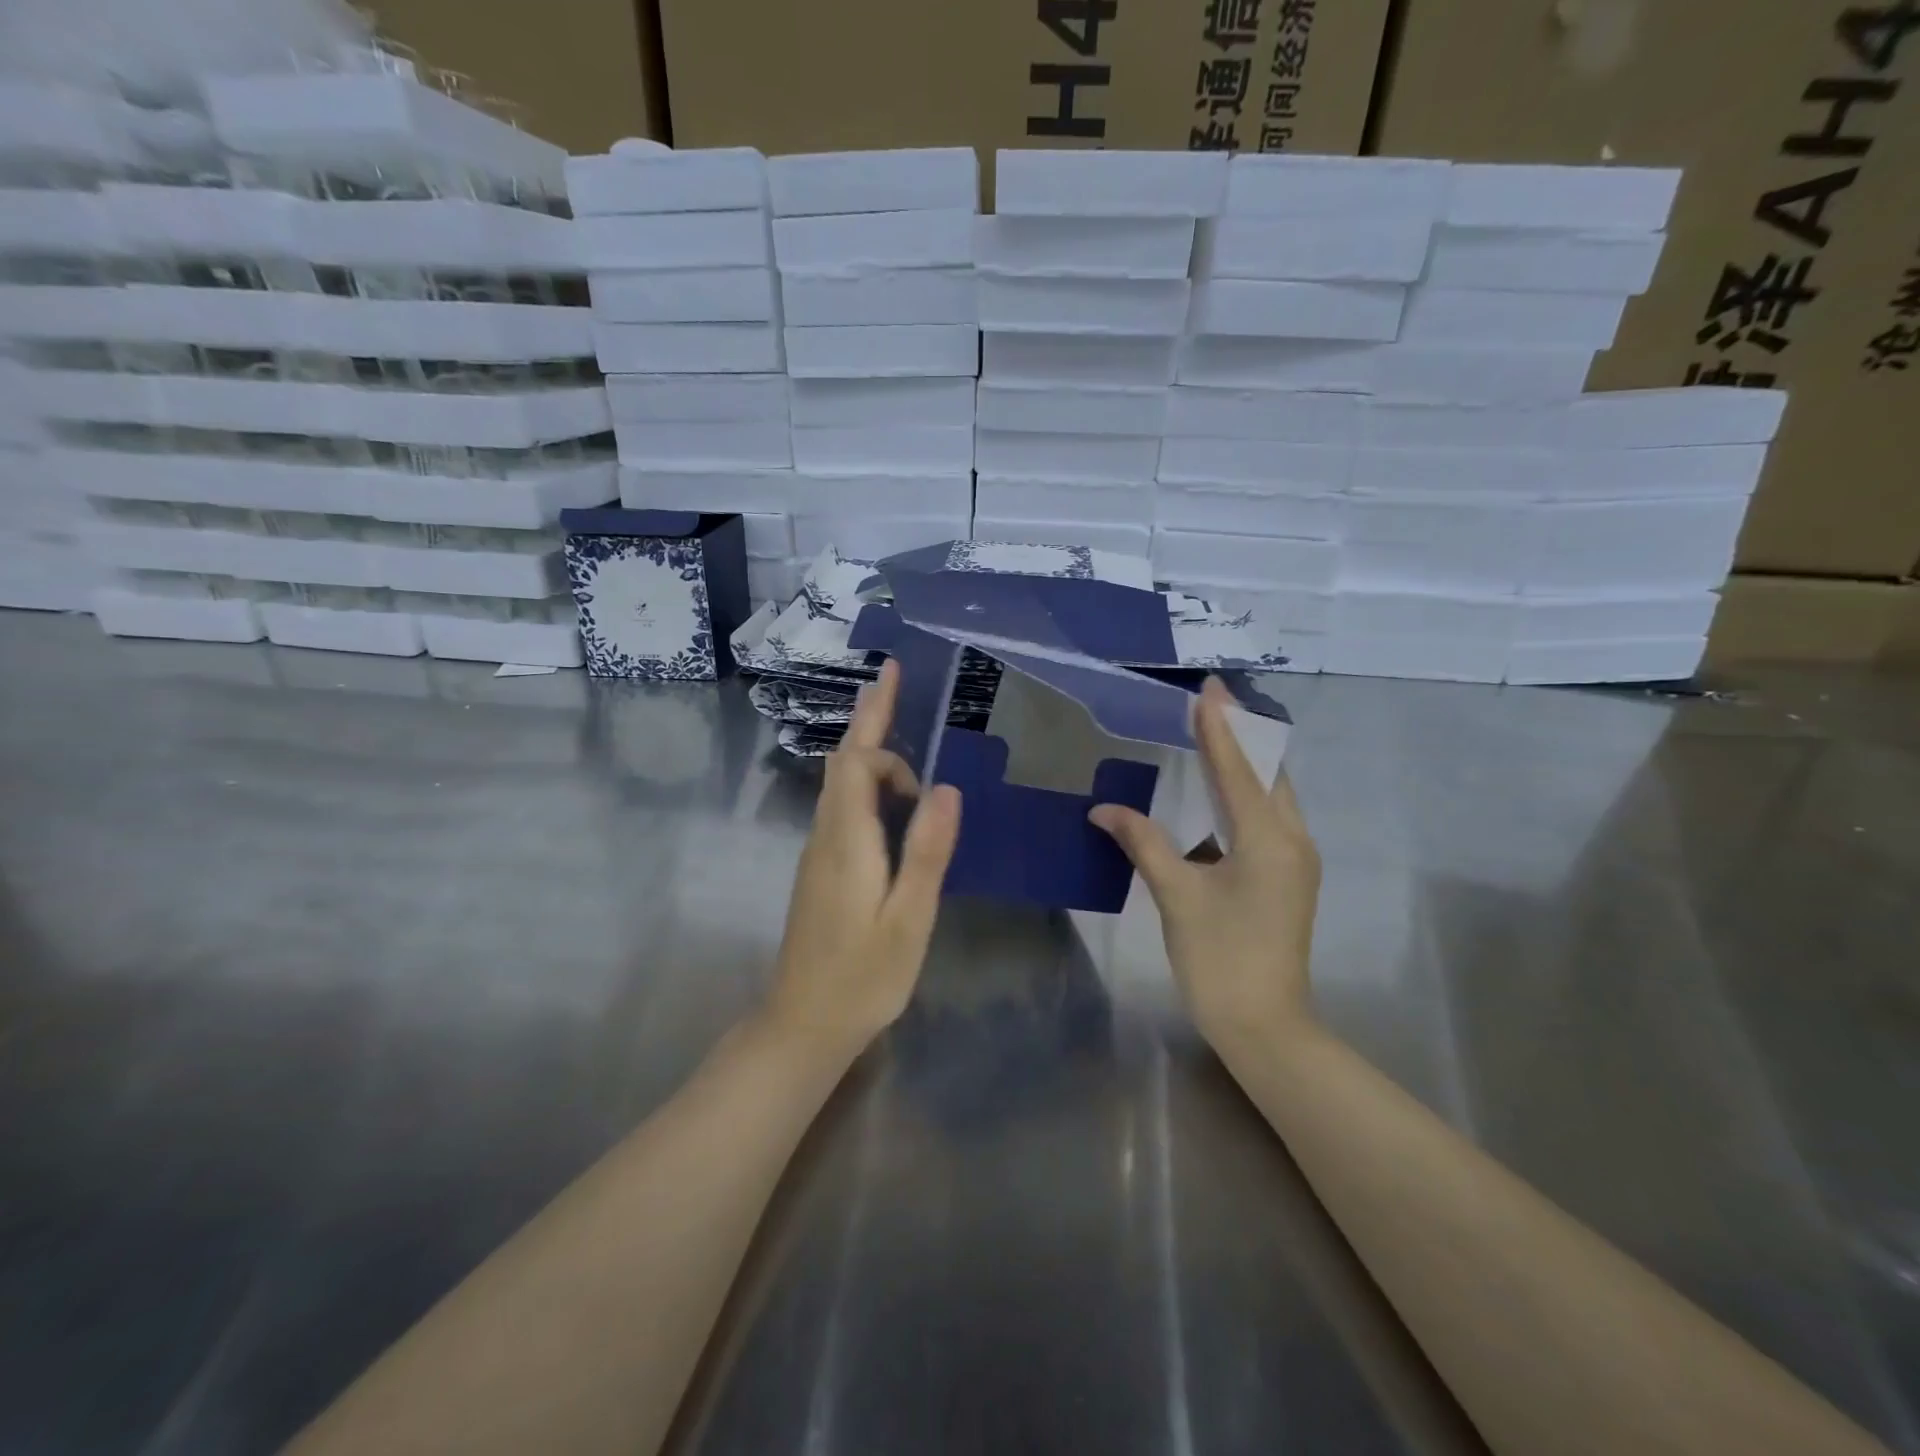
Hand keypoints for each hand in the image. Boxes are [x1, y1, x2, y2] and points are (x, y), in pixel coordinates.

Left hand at [767, 660, 961, 1054]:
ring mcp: (819, 852)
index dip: (879, 726)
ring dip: (873, 757)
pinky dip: (870, 788)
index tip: (897, 691)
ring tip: (906, 745)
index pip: (857, 760)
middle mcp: (826, 835)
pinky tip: (896, 804)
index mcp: (846, 839)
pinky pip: (845, 809)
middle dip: (871, 720)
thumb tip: (948, 788)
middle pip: (845, 763)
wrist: (804, 1023)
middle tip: (895, 682)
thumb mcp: (908, 918)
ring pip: (842, 786)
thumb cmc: (864, 975)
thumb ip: (926, 851)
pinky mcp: (822, 869)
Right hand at [1089, 677, 1321, 1053]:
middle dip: (1241, 734)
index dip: (1219, 727)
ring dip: (1245, 762)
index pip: (1239, 768)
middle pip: (1269, 771)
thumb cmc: (1220, 958)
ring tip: (1214, 733)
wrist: (1265, 1026)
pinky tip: (1219, 790)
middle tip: (1210, 702)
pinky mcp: (1288, 876)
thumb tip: (1104, 809)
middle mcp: (1292, 839)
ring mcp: (1296, 859)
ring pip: (1273, 794)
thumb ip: (1143, 843)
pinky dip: (1245, 794)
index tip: (1207, 689)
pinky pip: (1269, 817)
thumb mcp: (1177, 895)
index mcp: (1268, 838)